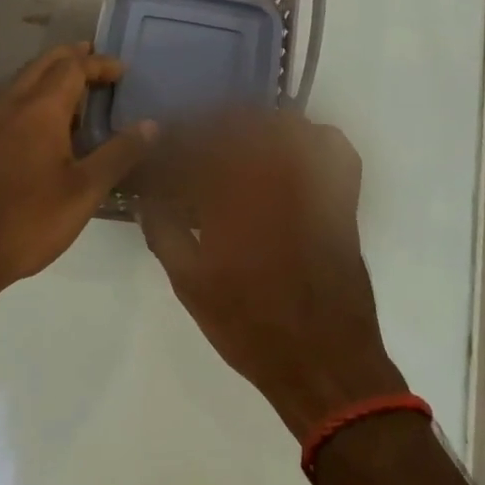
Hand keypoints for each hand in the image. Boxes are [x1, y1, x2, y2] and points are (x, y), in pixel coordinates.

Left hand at [0, 43, 154, 307]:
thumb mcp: (84, 191)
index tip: (123, 72)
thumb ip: (118, 154)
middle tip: (99, 64)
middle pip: (44, 64)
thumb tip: (151, 124)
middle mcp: (11, 104)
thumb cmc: (28, 221)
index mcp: (40, 109)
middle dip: (73, 58)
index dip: (100, 64)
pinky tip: (43, 126)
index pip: (73, 67)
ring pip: (23, 81)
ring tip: (77, 92)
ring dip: (51, 76)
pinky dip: (33, 96)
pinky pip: (9, 102)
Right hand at [139, 113, 405, 437]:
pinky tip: (293, 152)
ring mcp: (313, 181)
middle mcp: (274, 174)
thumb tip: (144, 196)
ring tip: (235, 144)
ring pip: (282, 126)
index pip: (196, 144)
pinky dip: (312, 137)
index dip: (175, 140)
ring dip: (253, 126)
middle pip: (238, 123)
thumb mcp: (190, 284)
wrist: (323, 361)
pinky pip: (333, 146)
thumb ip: (163, 231)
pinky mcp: (340, 196)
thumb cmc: (250, 325)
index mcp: (232, 193)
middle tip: (192, 145)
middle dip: (209, 127)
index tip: (162, 147)